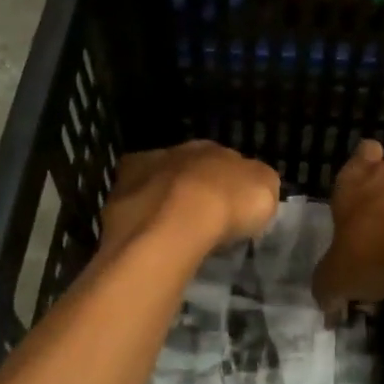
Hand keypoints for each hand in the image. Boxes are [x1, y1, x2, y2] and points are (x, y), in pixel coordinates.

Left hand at [97, 141, 280, 258]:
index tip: (232, 208)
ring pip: (157, 184)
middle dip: (194, 190)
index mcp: (212, 147)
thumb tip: (253, 184)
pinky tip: (150, 236)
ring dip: (164, 201)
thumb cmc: (227, 205)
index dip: (228, 184)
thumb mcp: (265, 190)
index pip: (222, 161)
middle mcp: (175, 152)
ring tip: (174, 231)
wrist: (176, 222)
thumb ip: (259, 182)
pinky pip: (134, 205)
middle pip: (187, 170)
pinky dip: (141, 217)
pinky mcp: (118, 196)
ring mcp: (142, 172)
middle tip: (203, 219)